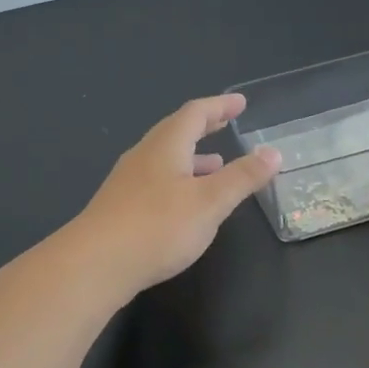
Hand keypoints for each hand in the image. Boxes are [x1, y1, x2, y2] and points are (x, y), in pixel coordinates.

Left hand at [70, 94, 281, 298]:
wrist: (95, 264)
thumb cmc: (157, 226)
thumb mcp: (210, 202)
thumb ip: (242, 178)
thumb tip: (273, 153)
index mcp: (166, 145)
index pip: (195, 113)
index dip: (219, 106)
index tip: (239, 103)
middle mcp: (144, 156)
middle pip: (175, 132)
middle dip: (203, 126)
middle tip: (226, 123)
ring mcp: (128, 182)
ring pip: (165, 158)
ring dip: (191, 157)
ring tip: (215, 165)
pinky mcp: (120, 207)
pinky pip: (156, 181)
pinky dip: (178, 180)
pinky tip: (185, 203)